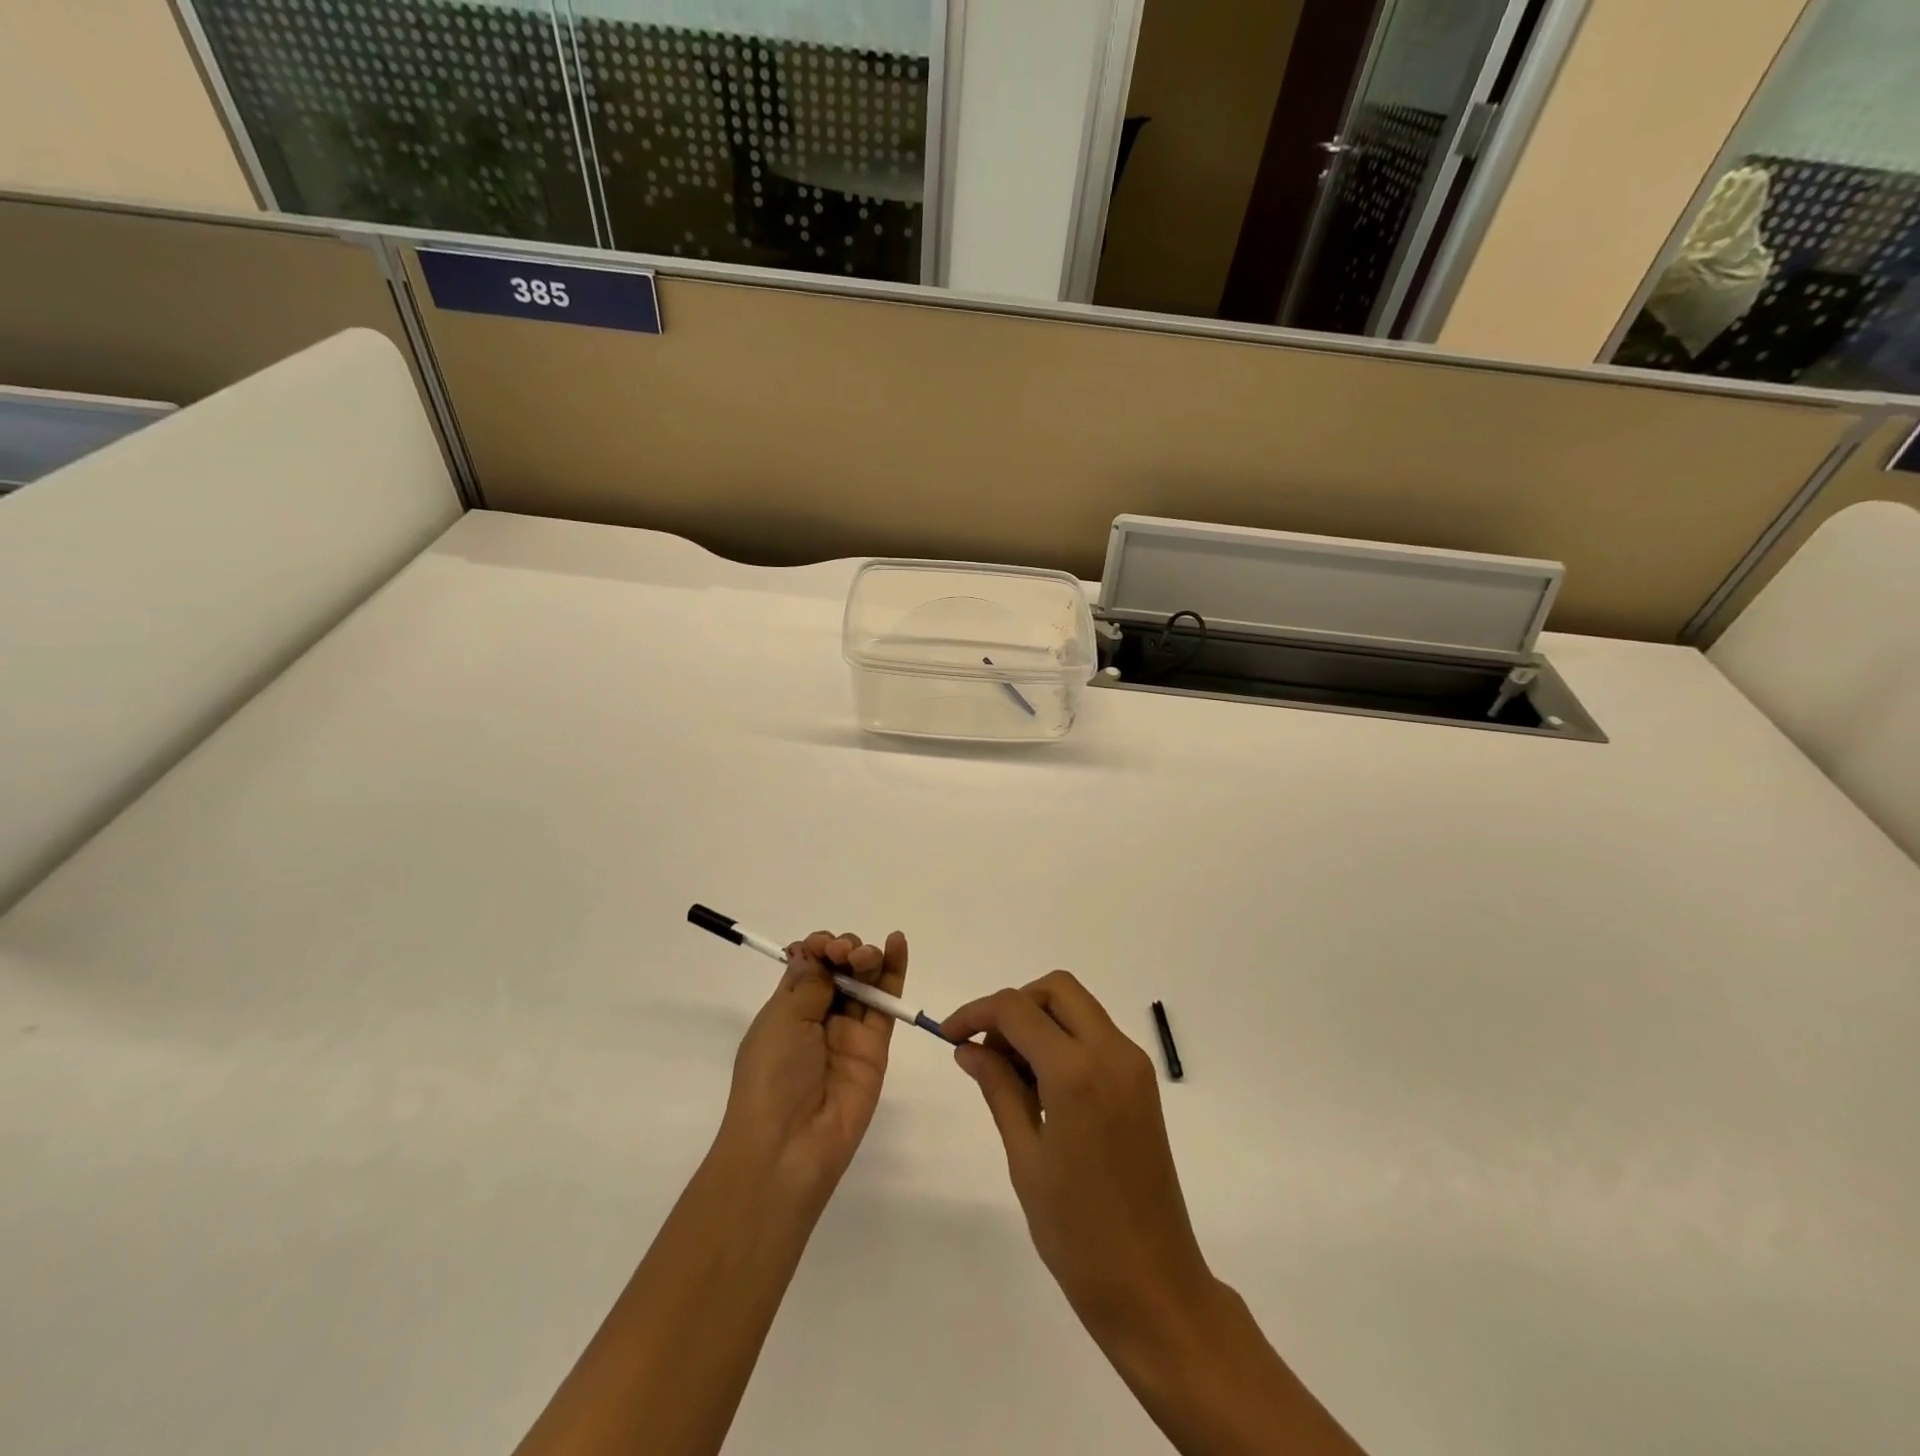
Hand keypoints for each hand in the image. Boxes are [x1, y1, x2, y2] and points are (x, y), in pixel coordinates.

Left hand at [718, 929, 909, 1208]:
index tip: (820, 946)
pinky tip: (897, 943)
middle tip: (841, 955)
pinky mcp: (876, 1045)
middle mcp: (819, 1016)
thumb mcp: (781, 1021)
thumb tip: (813, 952)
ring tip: (864, 956)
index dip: (817, 948)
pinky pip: (886, 1003)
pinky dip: (894, 970)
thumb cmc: (771, 1077)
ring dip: (867, 956)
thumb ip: (809, 983)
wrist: (790, 1144)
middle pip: (839, 969)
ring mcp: (849, 1030)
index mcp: (787, 1009)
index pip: (808, 965)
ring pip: (864, 980)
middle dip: (843, 950)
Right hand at [945, 974, 1364, 1453]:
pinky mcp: (1142, 1081)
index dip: (976, 1012)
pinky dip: (1063, 1039)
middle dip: (1014, 1005)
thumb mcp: (1025, 1157)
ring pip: (1078, 1008)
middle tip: (984, 1048)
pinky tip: (1040, 1083)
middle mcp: (1112, 1052)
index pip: (1017, 1009)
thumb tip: (968, 1047)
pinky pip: (1095, 1035)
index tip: (948, 1034)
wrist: (1153, 1286)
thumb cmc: (1078, 1232)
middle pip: (1056, 989)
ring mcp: (1133, 1064)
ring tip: (1008, 1072)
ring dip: (1039, 1020)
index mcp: (1078, 1072)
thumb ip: (998, 1088)